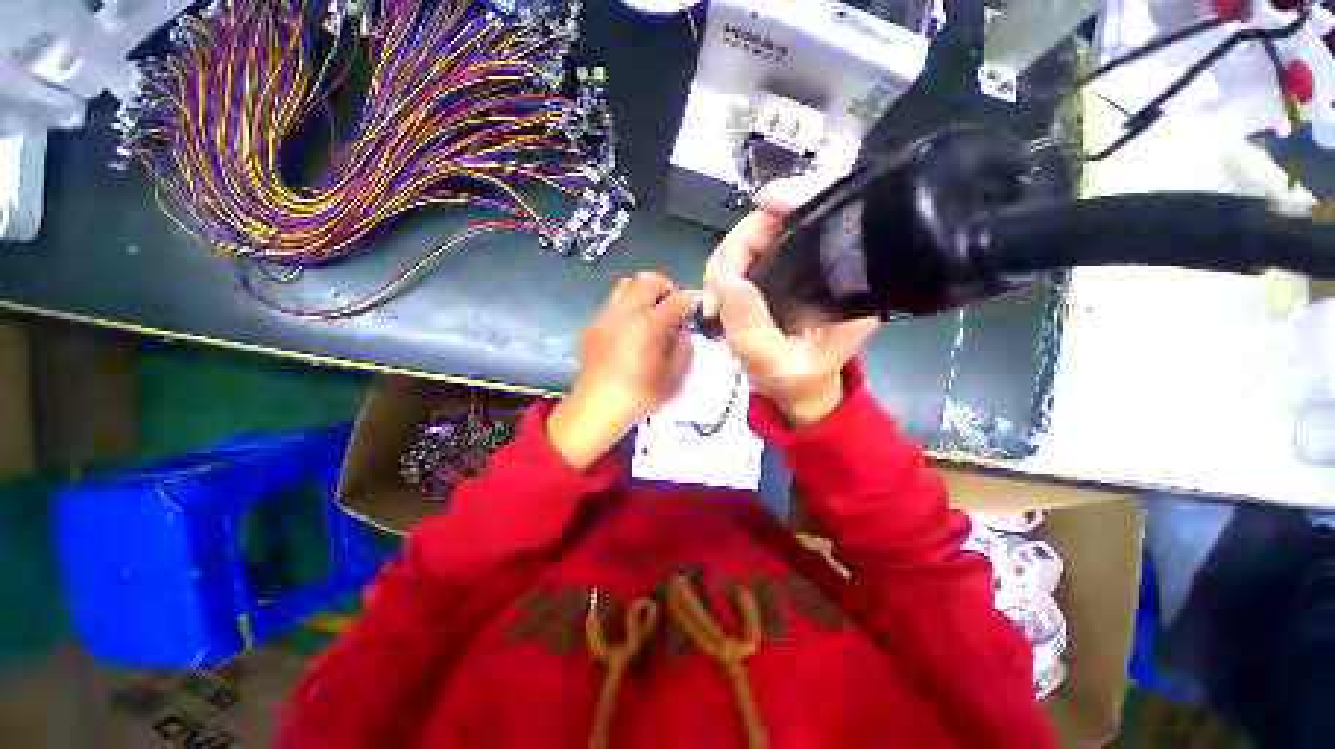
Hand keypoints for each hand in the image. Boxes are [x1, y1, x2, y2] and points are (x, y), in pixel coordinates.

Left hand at [548, 273, 700, 470]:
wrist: (596, 409)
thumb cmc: (639, 397)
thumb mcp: (673, 378)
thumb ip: (683, 348)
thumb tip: (682, 330)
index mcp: (648, 326)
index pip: (676, 298)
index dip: (692, 298)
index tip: (699, 304)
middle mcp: (625, 313)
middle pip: (648, 280)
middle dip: (666, 287)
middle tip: (673, 307)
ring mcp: (605, 317)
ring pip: (626, 284)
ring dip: (644, 292)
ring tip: (651, 313)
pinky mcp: (592, 325)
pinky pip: (613, 303)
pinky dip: (627, 306)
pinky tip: (630, 330)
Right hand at [703, 177, 878, 426]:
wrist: (799, 391)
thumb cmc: (798, 382)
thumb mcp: (775, 365)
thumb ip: (751, 329)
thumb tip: (726, 280)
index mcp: (846, 284)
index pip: (830, 218)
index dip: (799, 199)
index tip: (764, 203)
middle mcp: (828, 266)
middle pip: (782, 223)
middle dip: (739, 247)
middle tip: (715, 286)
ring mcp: (802, 266)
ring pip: (759, 236)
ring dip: (726, 261)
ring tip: (714, 298)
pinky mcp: (781, 273)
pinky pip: (748, 254)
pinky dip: (726, 269)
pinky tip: (719, 292)